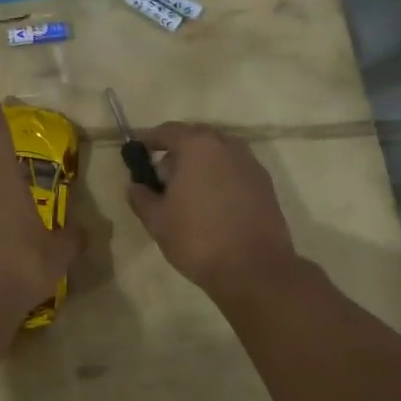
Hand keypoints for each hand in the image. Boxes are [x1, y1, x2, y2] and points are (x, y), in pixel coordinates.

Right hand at [126, 123, 297, 298]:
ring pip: (218, 153)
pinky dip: (220, 177)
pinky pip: (234, 169)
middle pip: (195, 138)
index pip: (167, 131)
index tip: (137, 150)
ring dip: (200, 164)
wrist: (255, 269)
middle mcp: (226, 145)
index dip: (149, 139)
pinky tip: (212, 203)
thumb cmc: (198, 239)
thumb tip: (135, 185)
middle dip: (177, 152)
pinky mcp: (265, 183)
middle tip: (162, 177)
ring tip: (188, 192)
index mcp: (197, 146)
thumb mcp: (157, 221)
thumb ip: (141, 197)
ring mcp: (250, 163)